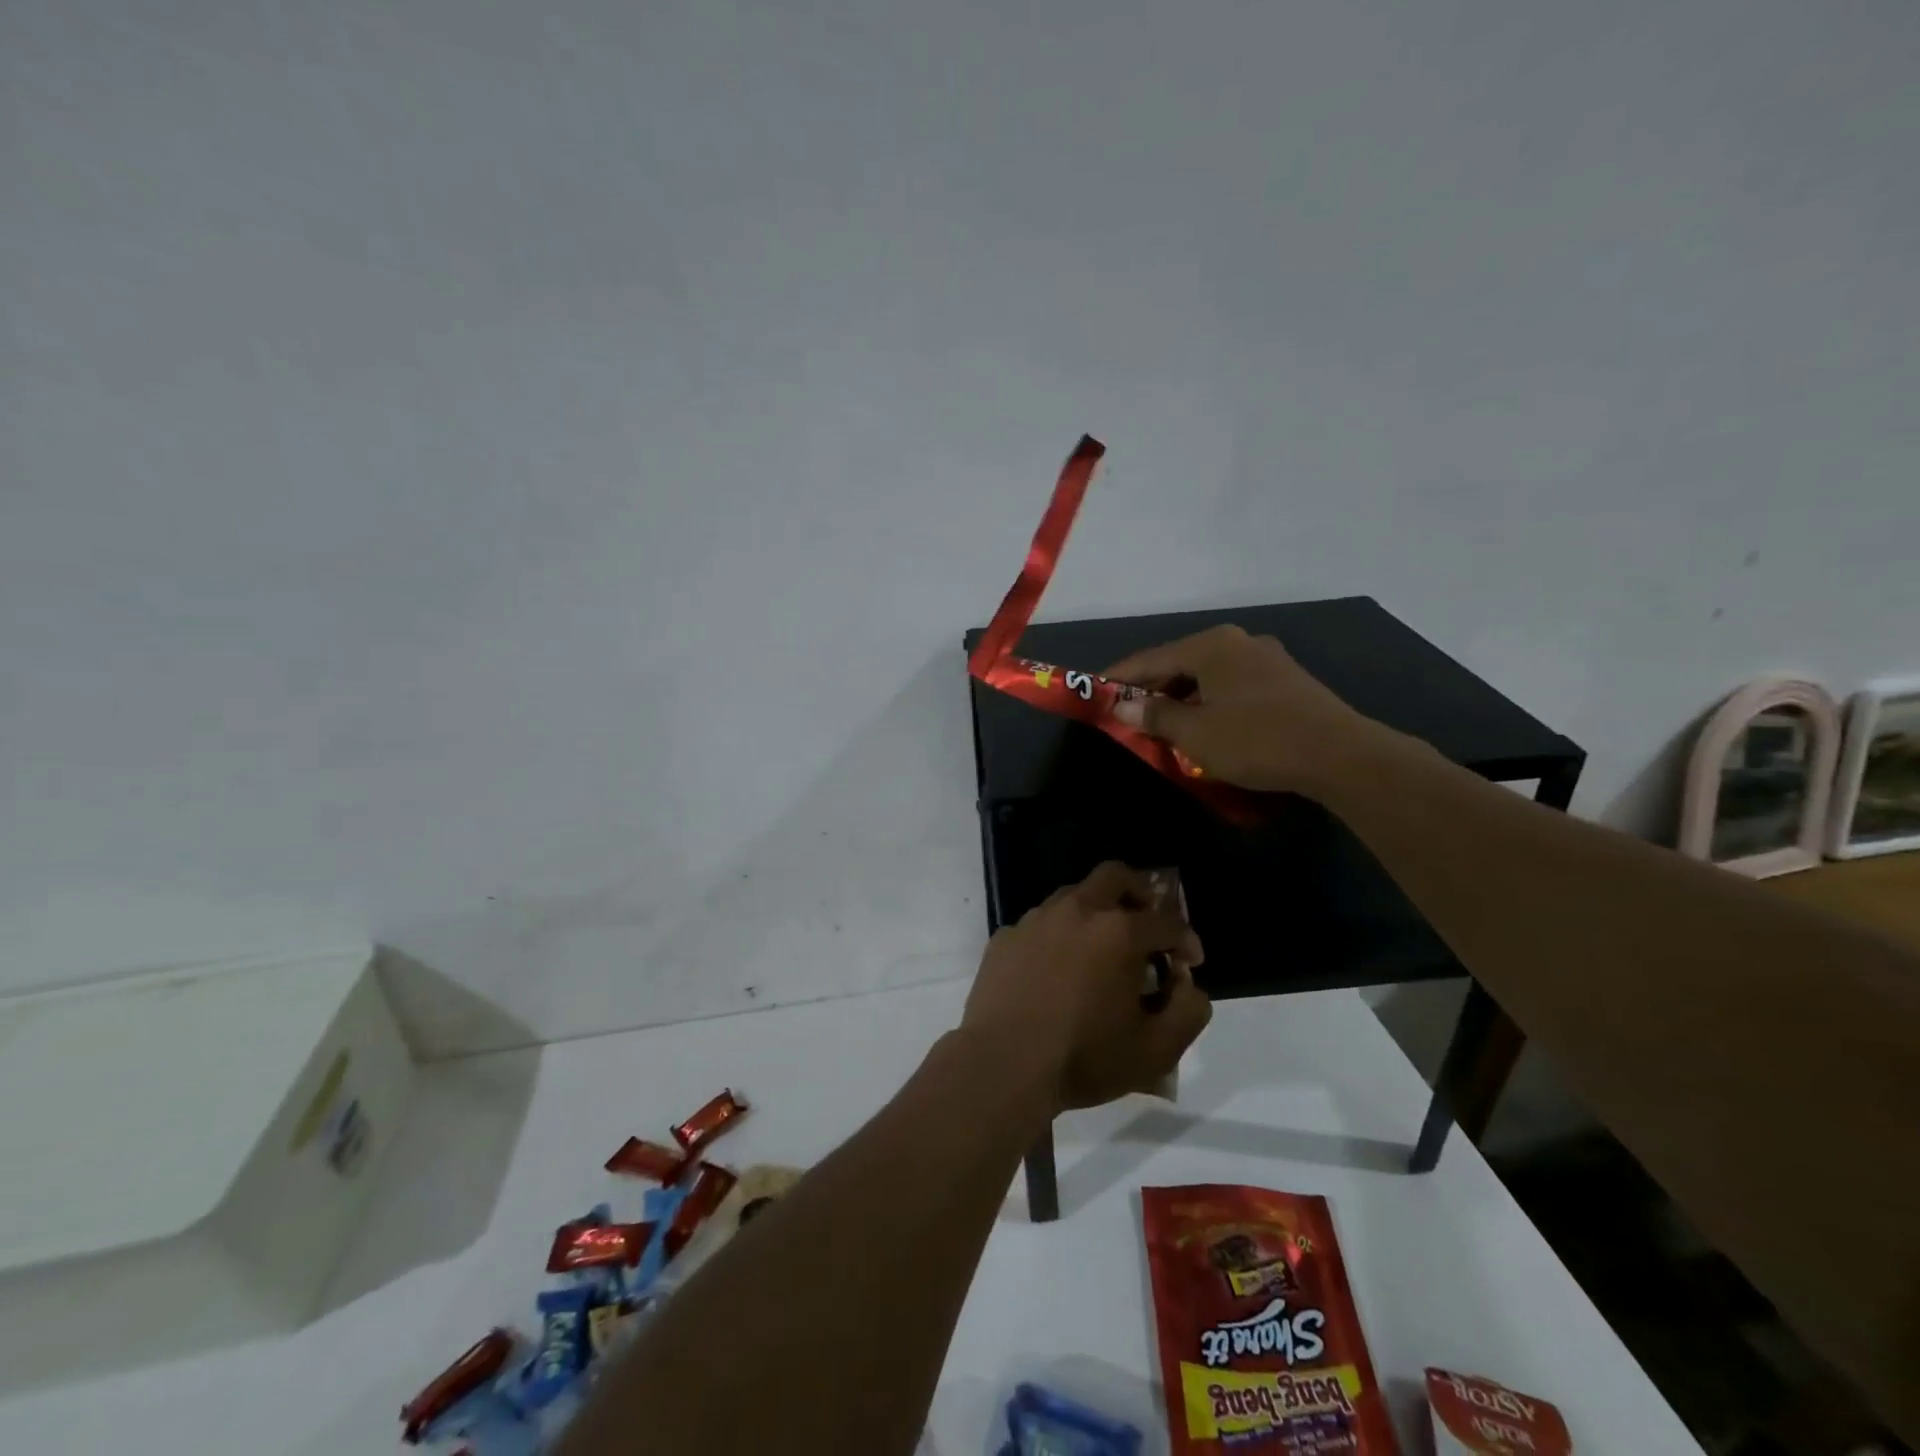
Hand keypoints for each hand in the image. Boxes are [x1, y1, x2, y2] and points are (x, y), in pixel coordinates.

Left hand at [962, 862, 1210, 1113]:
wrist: (1002, 1064)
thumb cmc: (1084, 1057)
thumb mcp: (1156, 1050)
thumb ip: (1188, 1011)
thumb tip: (1186, 983)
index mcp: (1119, 932)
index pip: (1167, 922)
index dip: (1186, 941)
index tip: (1188, 963)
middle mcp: (1077, 911)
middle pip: (1115, 876)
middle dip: (1140, 894)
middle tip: (1146, 925)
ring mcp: (1035, 919)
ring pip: (1074, 895)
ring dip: (1096, 913)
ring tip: (1100, 951)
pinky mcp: (1006, 936)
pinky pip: (1041, 924)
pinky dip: (1058, 936)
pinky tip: (1056, 970)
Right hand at [1105, 624, 1383, 793]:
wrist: (1341, 755)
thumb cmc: (1257, 740)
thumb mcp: (1195, 734)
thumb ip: (1154, 716)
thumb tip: (1122, 705)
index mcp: (1211, 645)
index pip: (1150, 658)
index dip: (1119, 677)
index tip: (1094, 692)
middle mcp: (1238, 641)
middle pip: (1180, 662)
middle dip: (1152, 689)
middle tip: (1127, 714)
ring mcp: (1267, 658)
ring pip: (1208, 675)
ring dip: (1182, 698)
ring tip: (1163, 724)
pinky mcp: (1287, 680)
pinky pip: (1232, 685)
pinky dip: (1210, 701)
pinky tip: (1206, 724)